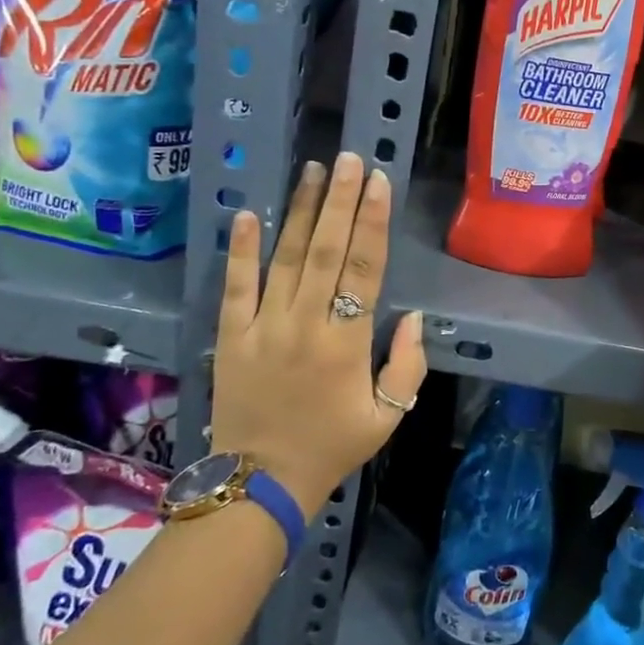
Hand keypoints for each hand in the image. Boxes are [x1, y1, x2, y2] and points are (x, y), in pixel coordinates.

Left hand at [211, 152, 427, 516]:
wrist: (260, 485)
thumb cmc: (332, 447)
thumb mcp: (388, 416)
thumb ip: (407, 365)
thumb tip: (412, 317)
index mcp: (347, 343)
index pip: (365, 269)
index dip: (373, 222)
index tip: (379, 183)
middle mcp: (305, 325)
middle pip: (327, 251)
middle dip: (341, 201)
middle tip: (349, 159)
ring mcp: (263, 328)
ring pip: (285, 258)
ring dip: (301, 212)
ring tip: (313, 171)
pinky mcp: (231, 337)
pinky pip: (236, 287)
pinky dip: (242, 250)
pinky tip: (250, 214)